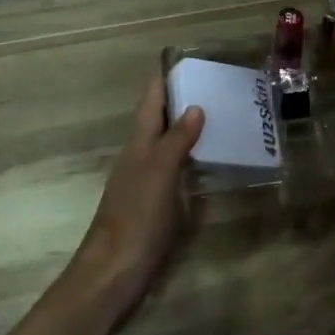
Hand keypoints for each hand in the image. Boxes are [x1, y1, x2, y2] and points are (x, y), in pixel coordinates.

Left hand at [70, 74, 204, 318]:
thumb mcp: (159, 175)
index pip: (150, 101)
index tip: (185, 58)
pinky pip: (176, 171)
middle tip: (217, 85)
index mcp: (138, 146)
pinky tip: (209, 164)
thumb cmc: (136, 220)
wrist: (112, 275)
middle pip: (158, 120)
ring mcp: (145, 184)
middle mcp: (140, 159)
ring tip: (221, 117)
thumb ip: (177, 141)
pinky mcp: (154, 207)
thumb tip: (194, 106)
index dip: (163, 78)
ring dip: (188, 129)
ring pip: (167, 145)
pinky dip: (191, 159)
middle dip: (181, 100)